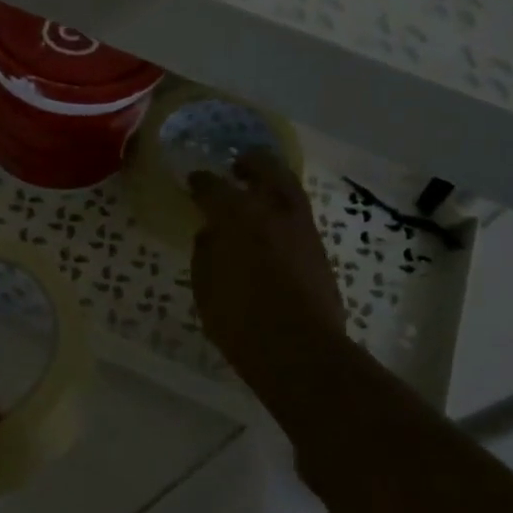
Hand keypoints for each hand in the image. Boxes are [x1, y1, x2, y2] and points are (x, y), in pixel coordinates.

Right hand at [189, 151, 346, 385]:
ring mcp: (301, 228)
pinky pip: (299, 214)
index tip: (193, 181)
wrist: (300, 350)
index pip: (213, 187)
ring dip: (272, 180)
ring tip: (259, 187)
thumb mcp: (206, 288)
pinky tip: (273, 222)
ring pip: (289, 188)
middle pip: (265, 169)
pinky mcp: (319, 249)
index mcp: (237, 217)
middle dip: (250, 162)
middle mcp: (272, 212)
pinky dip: (284, 208)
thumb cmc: (241, 321)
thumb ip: (205, 254)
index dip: (200, 182)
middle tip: (237, 164)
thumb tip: (210, 235)